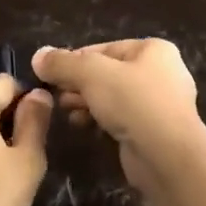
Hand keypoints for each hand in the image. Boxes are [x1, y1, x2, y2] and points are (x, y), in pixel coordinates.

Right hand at [32, 40, 204, 197]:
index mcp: (154, 50)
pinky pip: (122, 118)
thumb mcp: (91, 74)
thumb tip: (38, 56)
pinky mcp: (155, 132)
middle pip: (108, 72)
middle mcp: (161, 72)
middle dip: (79, 83)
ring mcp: (161, 104)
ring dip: (87, 102)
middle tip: (57, 95)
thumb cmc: (133, 102)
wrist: (167, 157)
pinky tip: (84, 126)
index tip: (50, 74)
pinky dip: (102, 119)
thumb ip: (62, 63)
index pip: (104, 48)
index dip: (74, 59)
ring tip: (67, 112)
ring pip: (114, 97)